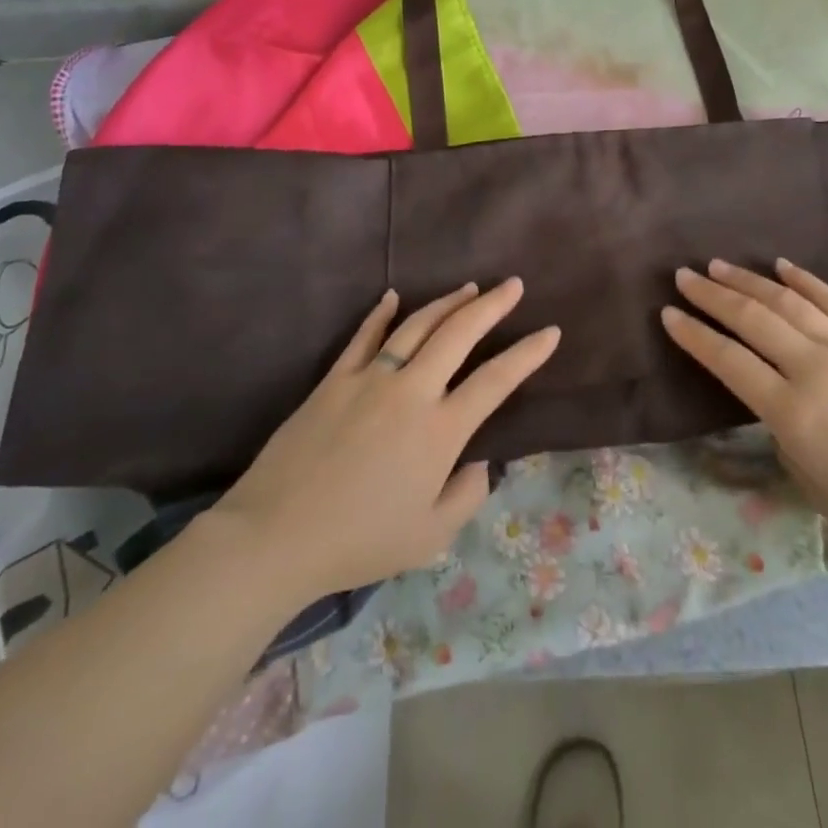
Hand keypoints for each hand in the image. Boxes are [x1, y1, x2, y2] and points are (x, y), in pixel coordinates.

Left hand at [213, 278, 558, 598]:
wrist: (276, 535)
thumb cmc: (359, 542)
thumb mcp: (429, 538)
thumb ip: (466, 497)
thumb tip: (480, 464)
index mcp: (440, 431)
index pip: (496, 382)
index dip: (527, 354)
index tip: (551, 332)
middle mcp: (412, 392)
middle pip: (459, 334)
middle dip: (492, 306)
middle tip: (513, 285)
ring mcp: (371, 379)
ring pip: (417, 326)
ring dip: (447, 303)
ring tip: (469, 288)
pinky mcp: (335, 378)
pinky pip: (364, 337)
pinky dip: (381, 313)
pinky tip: (392, 296)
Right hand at [661, 259, 827, 570]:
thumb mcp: (819, 490)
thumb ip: (786, 441)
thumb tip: (779, 408)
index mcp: (794, 413)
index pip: (728, 361)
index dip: (694, 335)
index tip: (668, 313)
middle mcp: (815, 368)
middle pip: (751, 319)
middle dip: (711, 295)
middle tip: (684, 276)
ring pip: (787, 301)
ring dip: (747, 280)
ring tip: (719, 265)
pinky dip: (803, 280)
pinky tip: (780, 265)